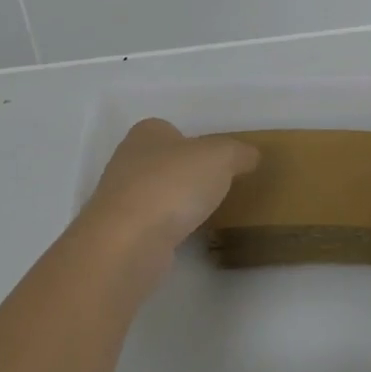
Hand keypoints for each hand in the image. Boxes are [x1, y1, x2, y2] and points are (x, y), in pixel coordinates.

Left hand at [69, 118, 258, 293]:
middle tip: (216, 188)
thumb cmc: (172, 184)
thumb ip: (238, 152)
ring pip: (156, 195)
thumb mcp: (220, 157)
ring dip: (176, 204)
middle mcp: (127, 161)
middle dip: (186, 174)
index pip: (170, 130)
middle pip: (163, 162)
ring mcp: (119, 199)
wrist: (128, 242)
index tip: (216, 161)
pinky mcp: (120, 234)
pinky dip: (168, 230)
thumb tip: (251, 156)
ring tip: (205, 215)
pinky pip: (152, 225)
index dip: (193, 142)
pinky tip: (186, 239)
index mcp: (146, 133)